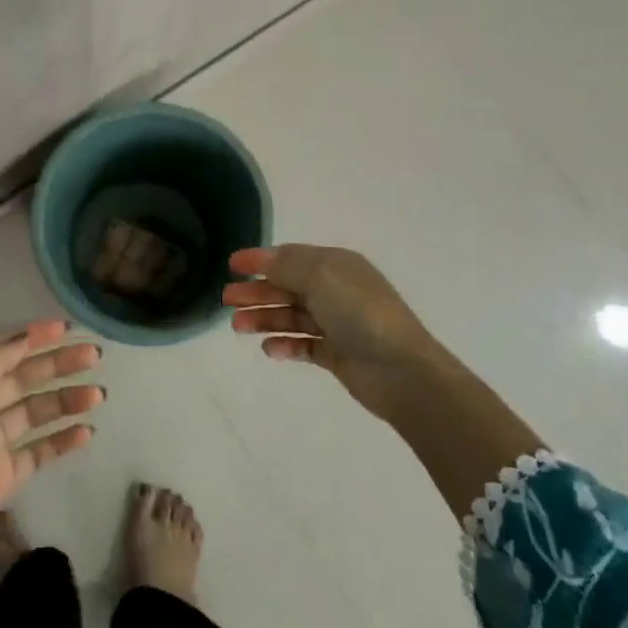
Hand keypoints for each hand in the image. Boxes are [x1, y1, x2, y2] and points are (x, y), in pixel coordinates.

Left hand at [0, 319, 102, 592]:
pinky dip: (61, 440)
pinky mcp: (1, 478)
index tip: (67, 329)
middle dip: (57, 364)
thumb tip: (26, 336)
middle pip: (21, 377)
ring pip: (33, 412)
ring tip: (99, 395)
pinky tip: (87, 432)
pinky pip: (37, 451)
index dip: (32, 336)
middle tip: (94, 357)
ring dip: (65, 400)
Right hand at [224, 245, 453, 423]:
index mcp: (336, 266)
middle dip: (257, 291)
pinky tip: (268, 349)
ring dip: (264, 318)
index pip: (291, 257)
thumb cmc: (360, 313)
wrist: (401, 370)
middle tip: (226, 300)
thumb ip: (286, 266)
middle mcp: (336, 291)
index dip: (260, 260)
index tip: (231, 265)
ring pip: (292, 316)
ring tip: (238, 326)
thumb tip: (260, 258)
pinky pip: (303, 345)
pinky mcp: (337, 354)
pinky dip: (285, 344)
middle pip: (288, 286)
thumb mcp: (321, 276)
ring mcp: (337, 324)